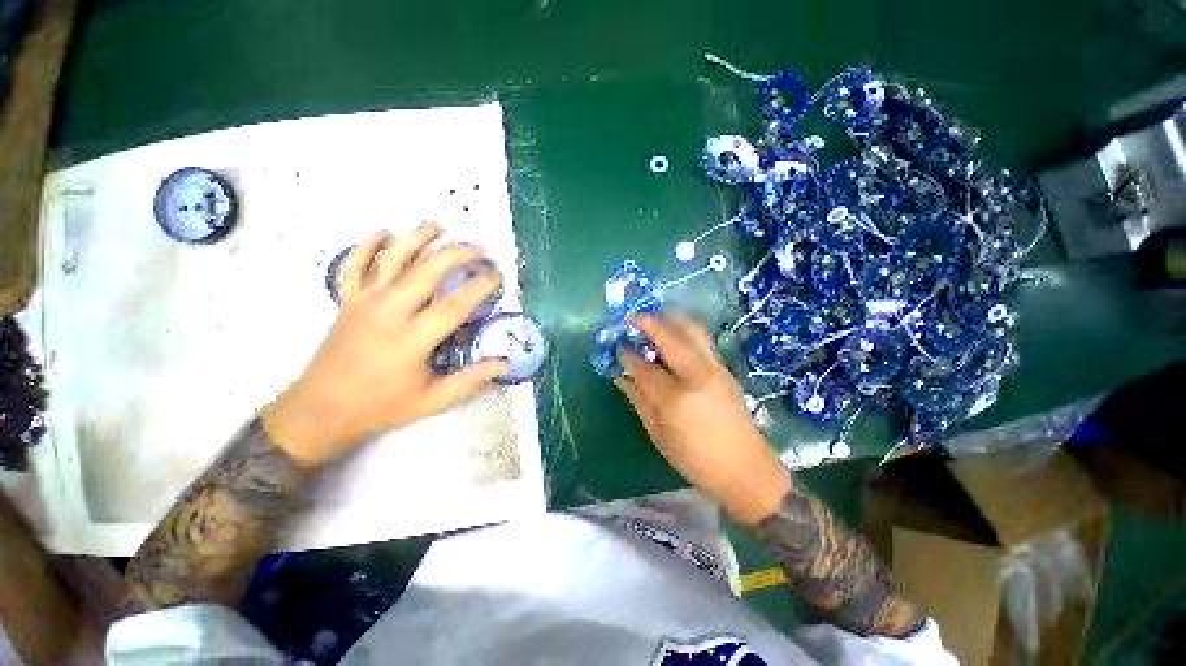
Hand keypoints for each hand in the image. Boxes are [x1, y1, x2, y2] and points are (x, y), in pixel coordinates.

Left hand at [262, 223, 508, 465]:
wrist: (320, 410)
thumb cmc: (381, 406)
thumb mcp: (433, 400)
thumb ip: (472, 379)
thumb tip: (506, 364)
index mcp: (413, 339)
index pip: (456, 304)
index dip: (481, 286)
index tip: (497, 276)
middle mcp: (389, 312)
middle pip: (427, 270)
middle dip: (458, 253)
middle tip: (480, 248)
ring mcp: (364, 302)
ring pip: (392, 258)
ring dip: (417, 237)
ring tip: (438, 225)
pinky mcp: (346, 300)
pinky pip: (354, 264)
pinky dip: (367, 245)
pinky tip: (382, 232)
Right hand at [614, 314, 790, 523]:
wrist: (745, 468)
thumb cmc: (695, 459)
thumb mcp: (659, 434)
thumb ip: (639, 400)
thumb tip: (621, 377)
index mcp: (676, 399)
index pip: (645, 368)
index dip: (629, 356)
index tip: (619, 349)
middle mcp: (697, 376)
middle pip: (670, 337)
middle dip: (649, 322)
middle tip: (633, 317)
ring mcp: (715, 369)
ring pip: (692, 331)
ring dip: (671, 319)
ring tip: (655, 317)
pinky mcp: (725, 369)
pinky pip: (703, 340)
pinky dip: (685, 330)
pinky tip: (674, 334)